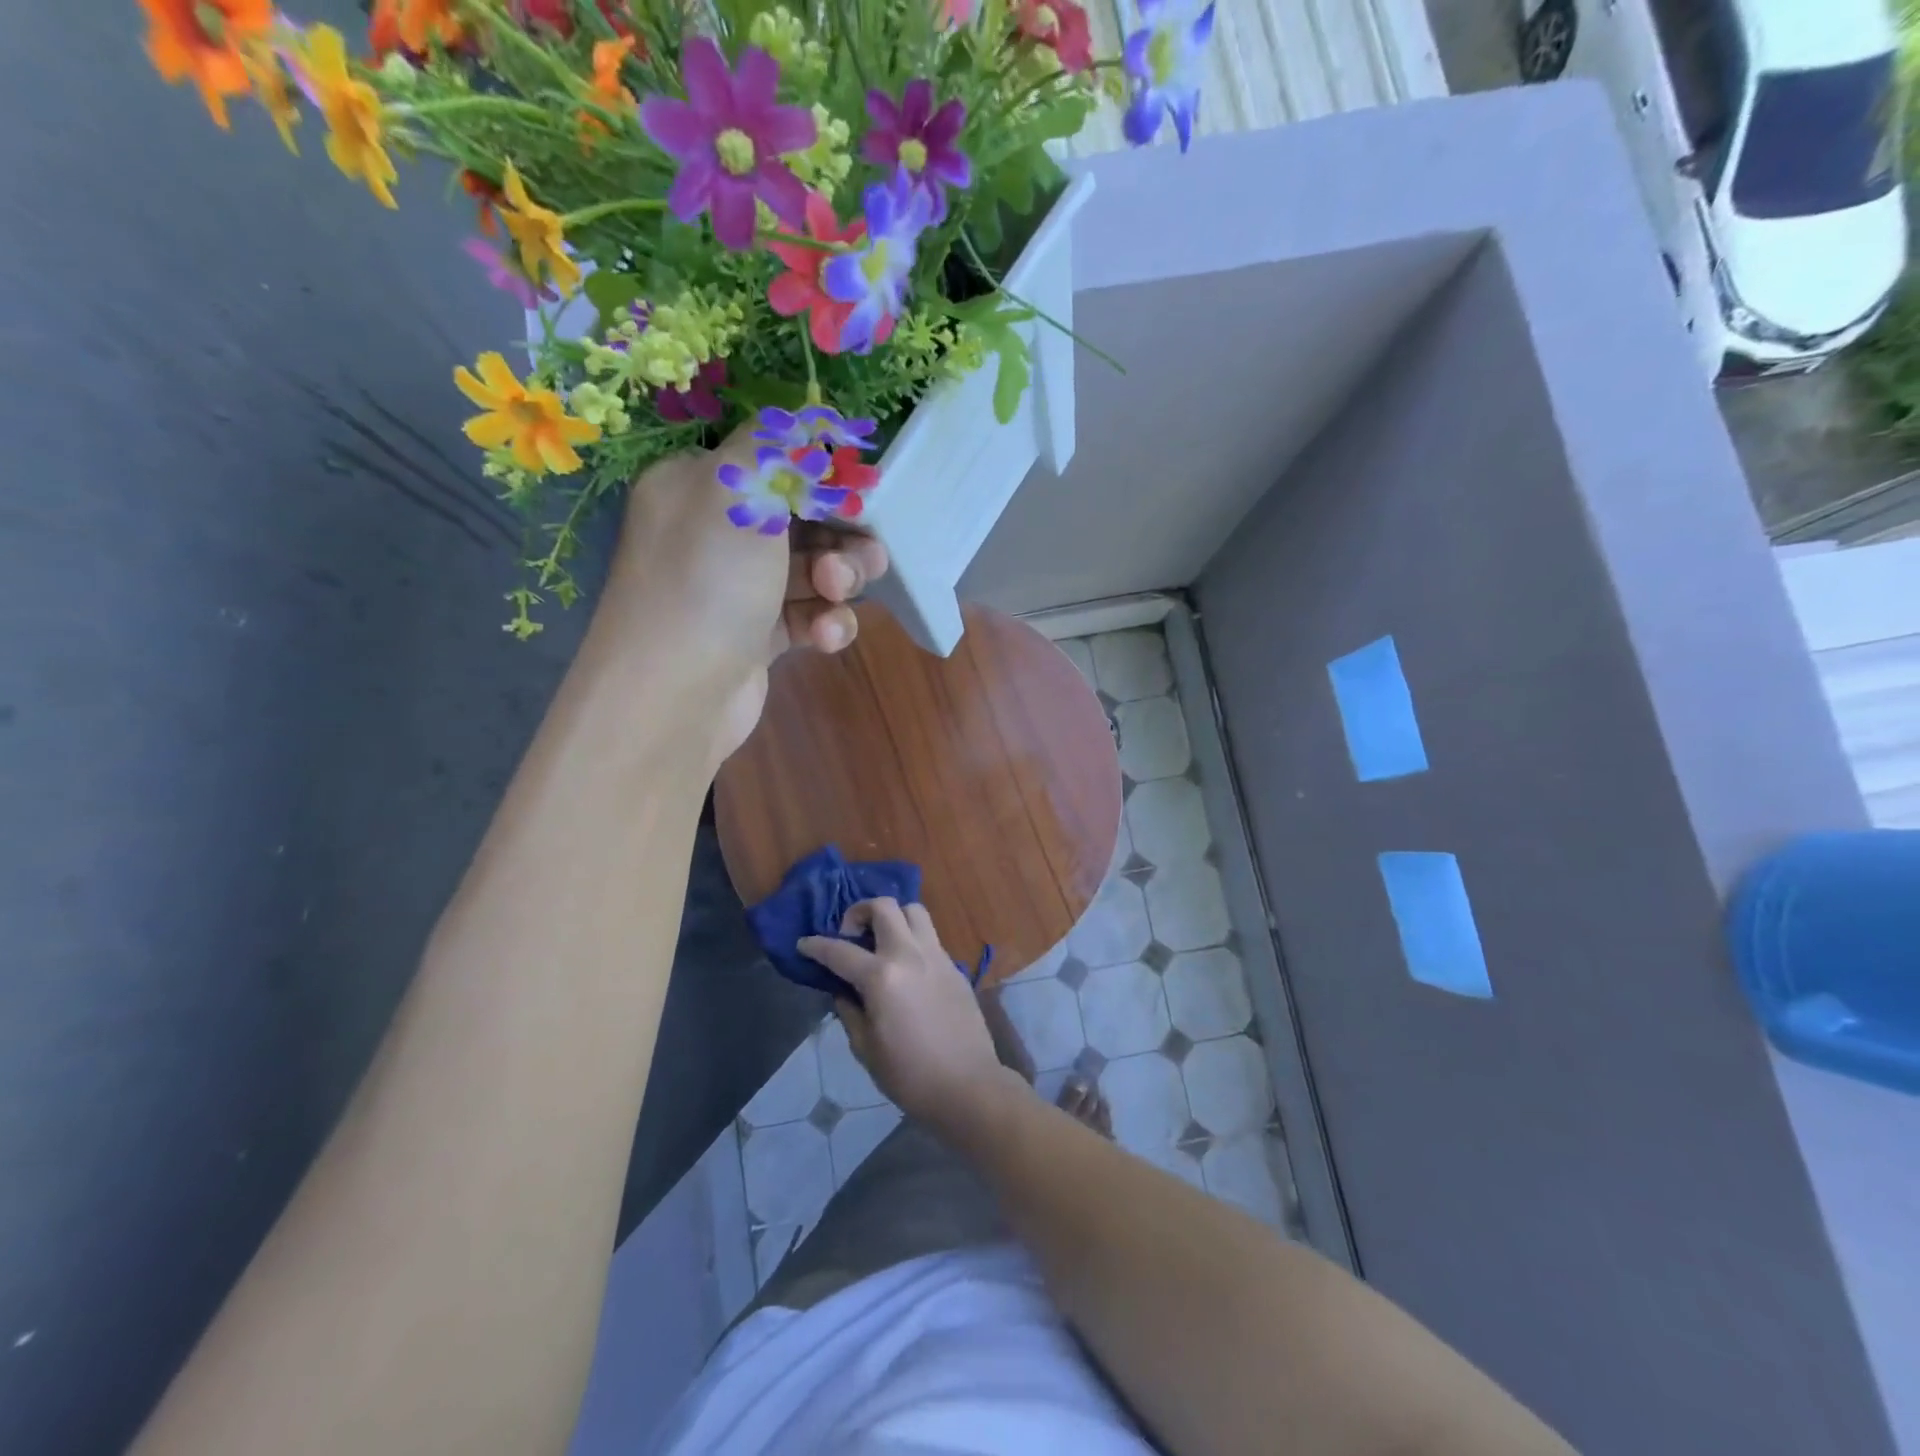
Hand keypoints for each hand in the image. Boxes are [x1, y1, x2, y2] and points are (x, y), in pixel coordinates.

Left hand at [592, 429, 889, 761]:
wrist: (674, 695)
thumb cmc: (706, 579)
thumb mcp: (739, 489)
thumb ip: (779, 446)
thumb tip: (808, 416)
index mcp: (697, 485)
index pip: (771, 462)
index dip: (822, 477)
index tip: (862, 493)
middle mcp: (713, 533)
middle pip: (800, 519)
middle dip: (840, 535)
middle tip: (865, 555)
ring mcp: (735, 589)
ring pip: (809, 570)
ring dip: (838, 580)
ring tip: (838, 594)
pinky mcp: (755, 638)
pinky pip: (803, 616)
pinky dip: (823, 623)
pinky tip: (826, 636)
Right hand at [798, 899, 1021, 1132]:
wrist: (967, 1085)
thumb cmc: (909, 1075)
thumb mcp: (866, 1048)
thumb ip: (850, 1011)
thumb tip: (844, 991)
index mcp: (881, 977)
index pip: (839, 951)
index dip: (815, 945)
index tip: (803, 944)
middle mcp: (909, 954)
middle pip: (883, 907)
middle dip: (859, 912)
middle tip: (850, 936)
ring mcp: (936, 956)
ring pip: (913, 911)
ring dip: (892, 917)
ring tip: (881, 941)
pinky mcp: (954, 966)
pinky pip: (930, 937)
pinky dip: (912, 939)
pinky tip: (906, 967)